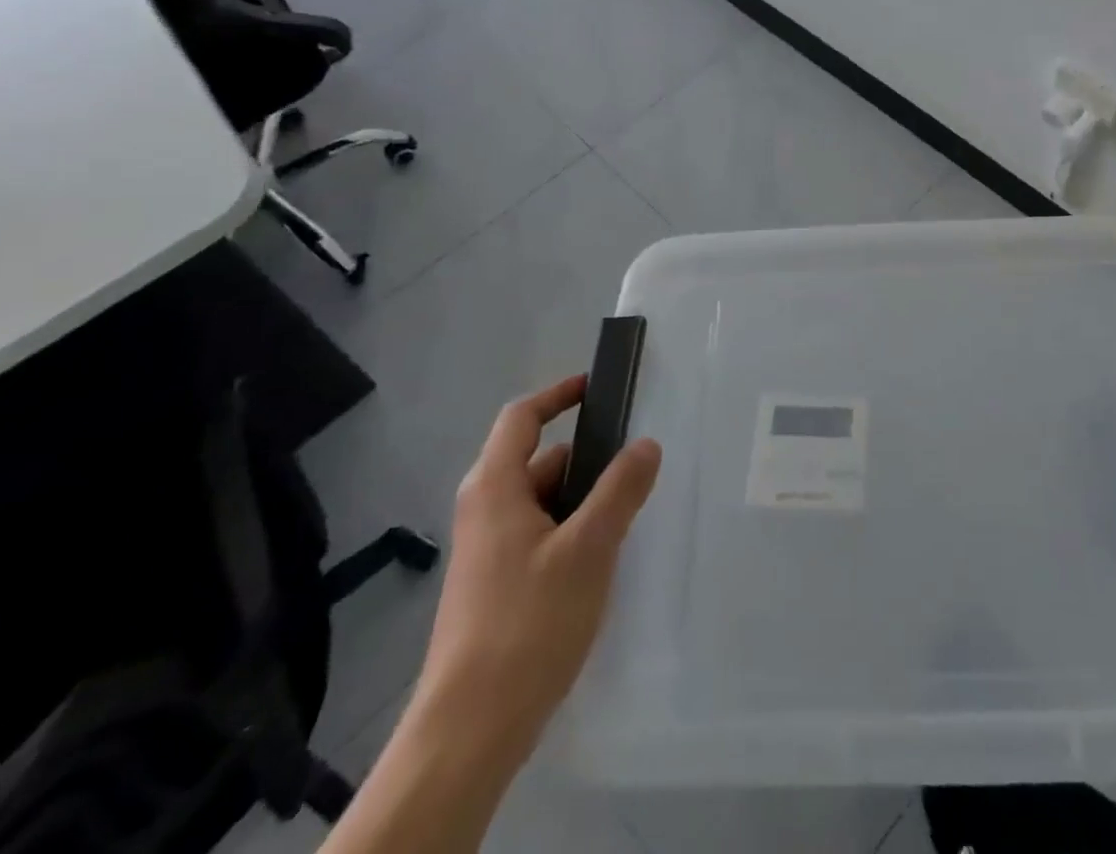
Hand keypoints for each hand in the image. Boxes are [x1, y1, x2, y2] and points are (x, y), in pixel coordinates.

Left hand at [411, 374, 661, 776]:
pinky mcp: (494, 584)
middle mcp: (485, 509)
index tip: (598, 387)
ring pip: (542, 501)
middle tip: (635, 465)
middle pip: (538, 459)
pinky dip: (570, 530)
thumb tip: (646, 443)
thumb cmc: (528, 623)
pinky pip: (538, 534)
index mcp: (495, 487)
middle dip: (587, 458)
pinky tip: (600, 560)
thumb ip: (620, 490)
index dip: (559, 394)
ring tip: (627, 516)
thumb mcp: (588, 548)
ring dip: (582, 498)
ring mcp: (487, 550)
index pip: (522, 417)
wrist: (470, 729)